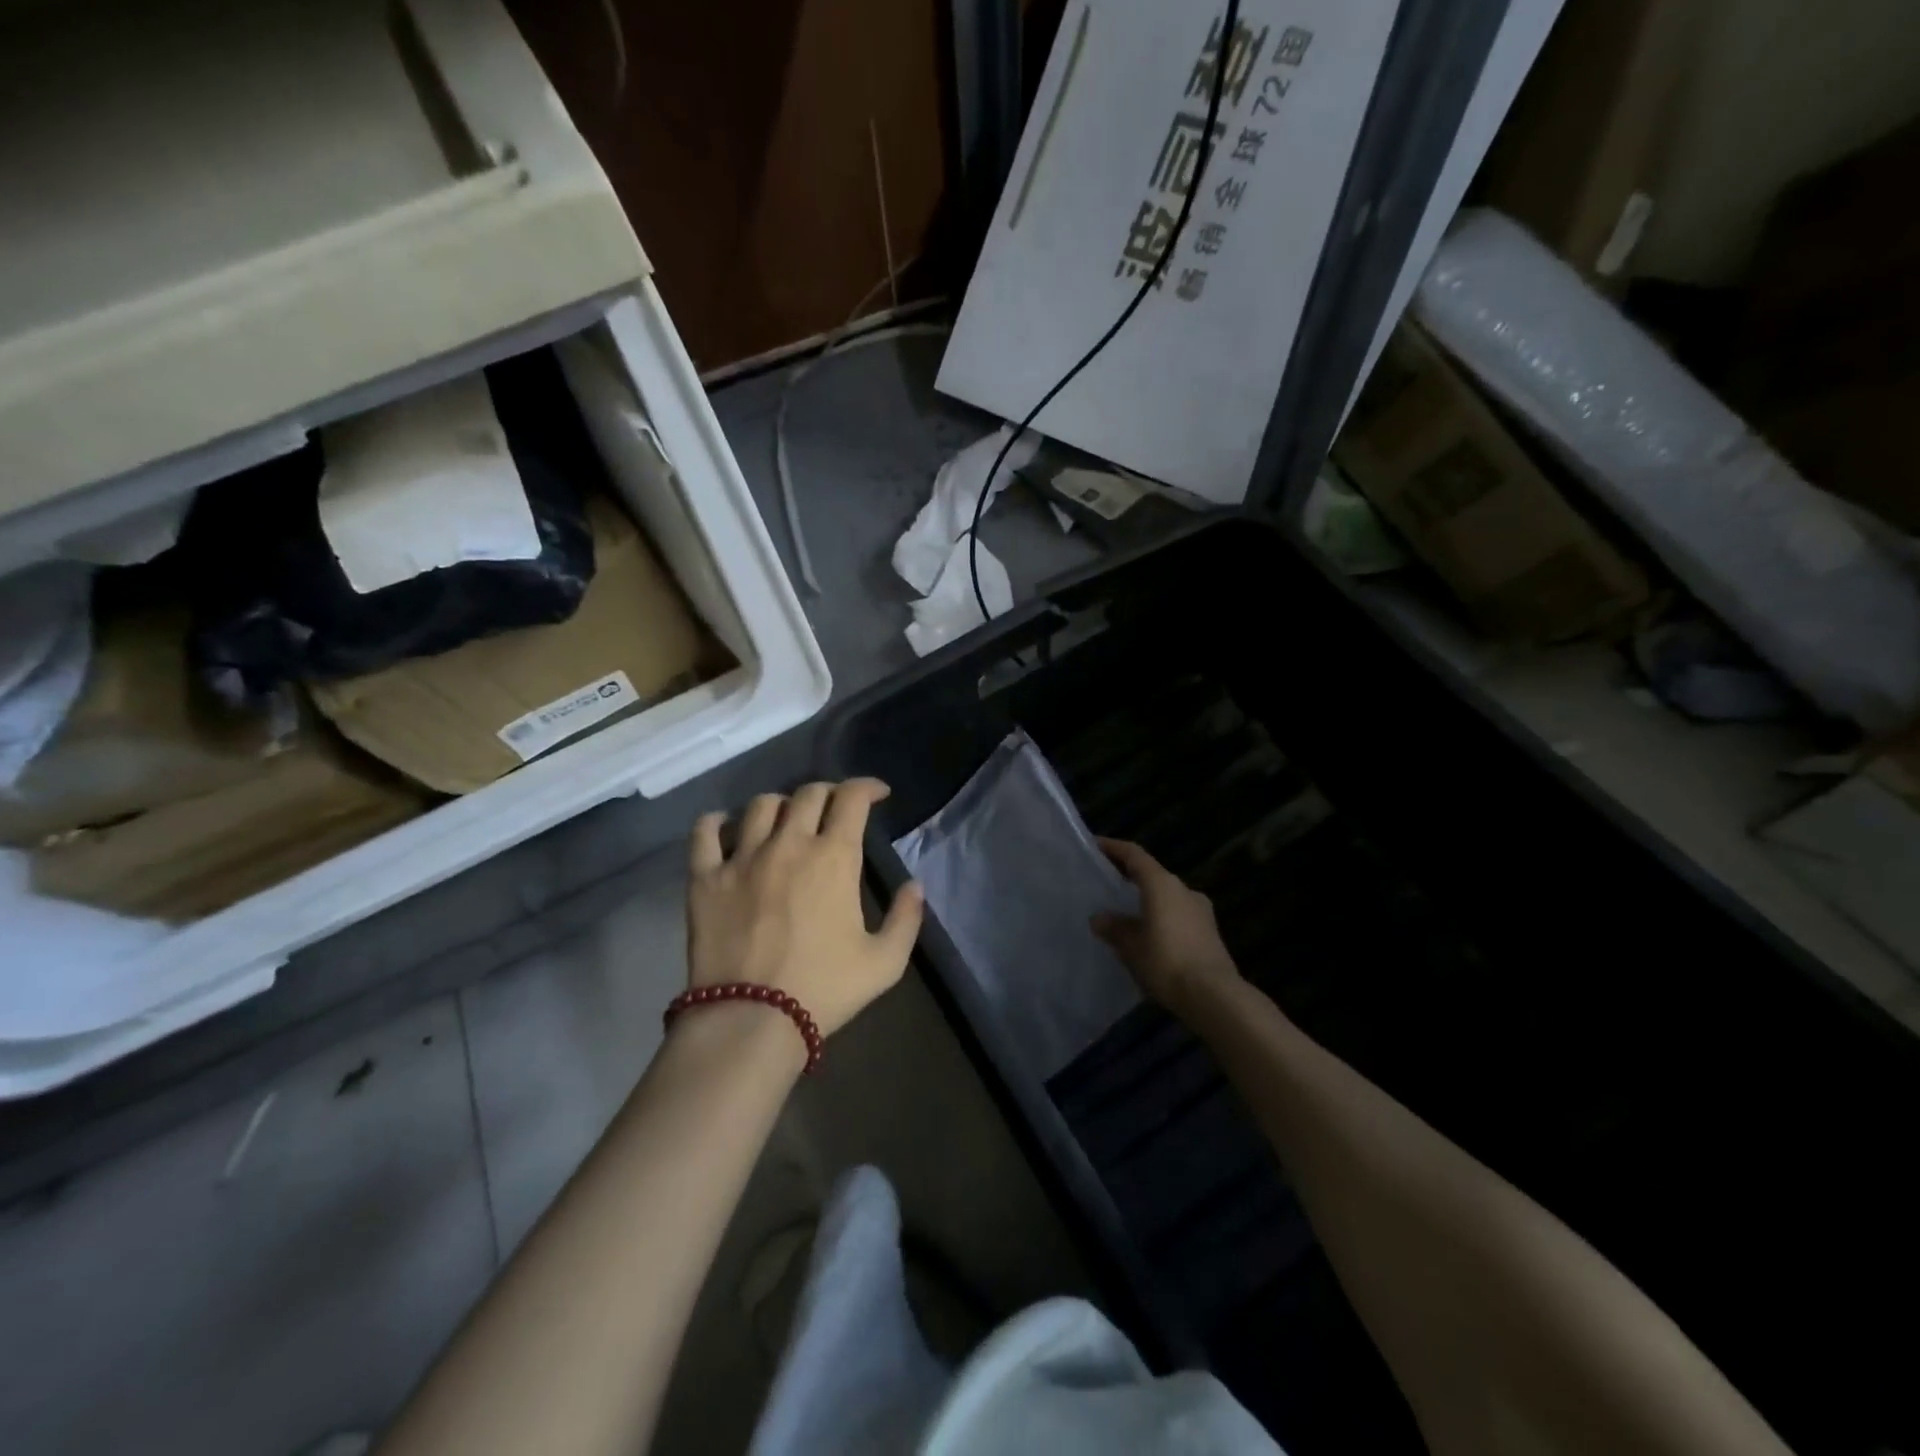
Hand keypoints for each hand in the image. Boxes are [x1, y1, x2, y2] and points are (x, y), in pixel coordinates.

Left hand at [686, 779, 923, 1036]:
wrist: (751, 1020)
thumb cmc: (824, 989)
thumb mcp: (884, 962)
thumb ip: (906, 918)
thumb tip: (915, 885)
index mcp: (834, 857)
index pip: (852, 798)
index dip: (868, 787)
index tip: (878, 794)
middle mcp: (789, 844)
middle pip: (808, 793)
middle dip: (829, 793)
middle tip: (835, 809)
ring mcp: (742, 857)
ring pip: (761, 805)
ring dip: (781, 805)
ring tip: (785, 821)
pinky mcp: (705, 877)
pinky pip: (705, 832)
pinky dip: (717, 822)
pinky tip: (725, 826)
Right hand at [1092, 837, 1240, 1013]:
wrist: (1214, 996)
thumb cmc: (1166, 961)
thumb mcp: (1131, 946)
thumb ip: (1115, 928)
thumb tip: (1100, 918)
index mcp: (1162, 884)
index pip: (1135, 855)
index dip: (1114, 848)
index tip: (1096, 845)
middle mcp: (1183, 889)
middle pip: (1152, 874)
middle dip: (1130, 877)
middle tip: (1107, 883)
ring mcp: (1200, 910)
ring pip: (1167, 896)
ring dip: (1147, 900)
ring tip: (1125, 913)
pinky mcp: (1209, 932)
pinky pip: (1177, 915)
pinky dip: (1161, 917)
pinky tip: (1149, 936)